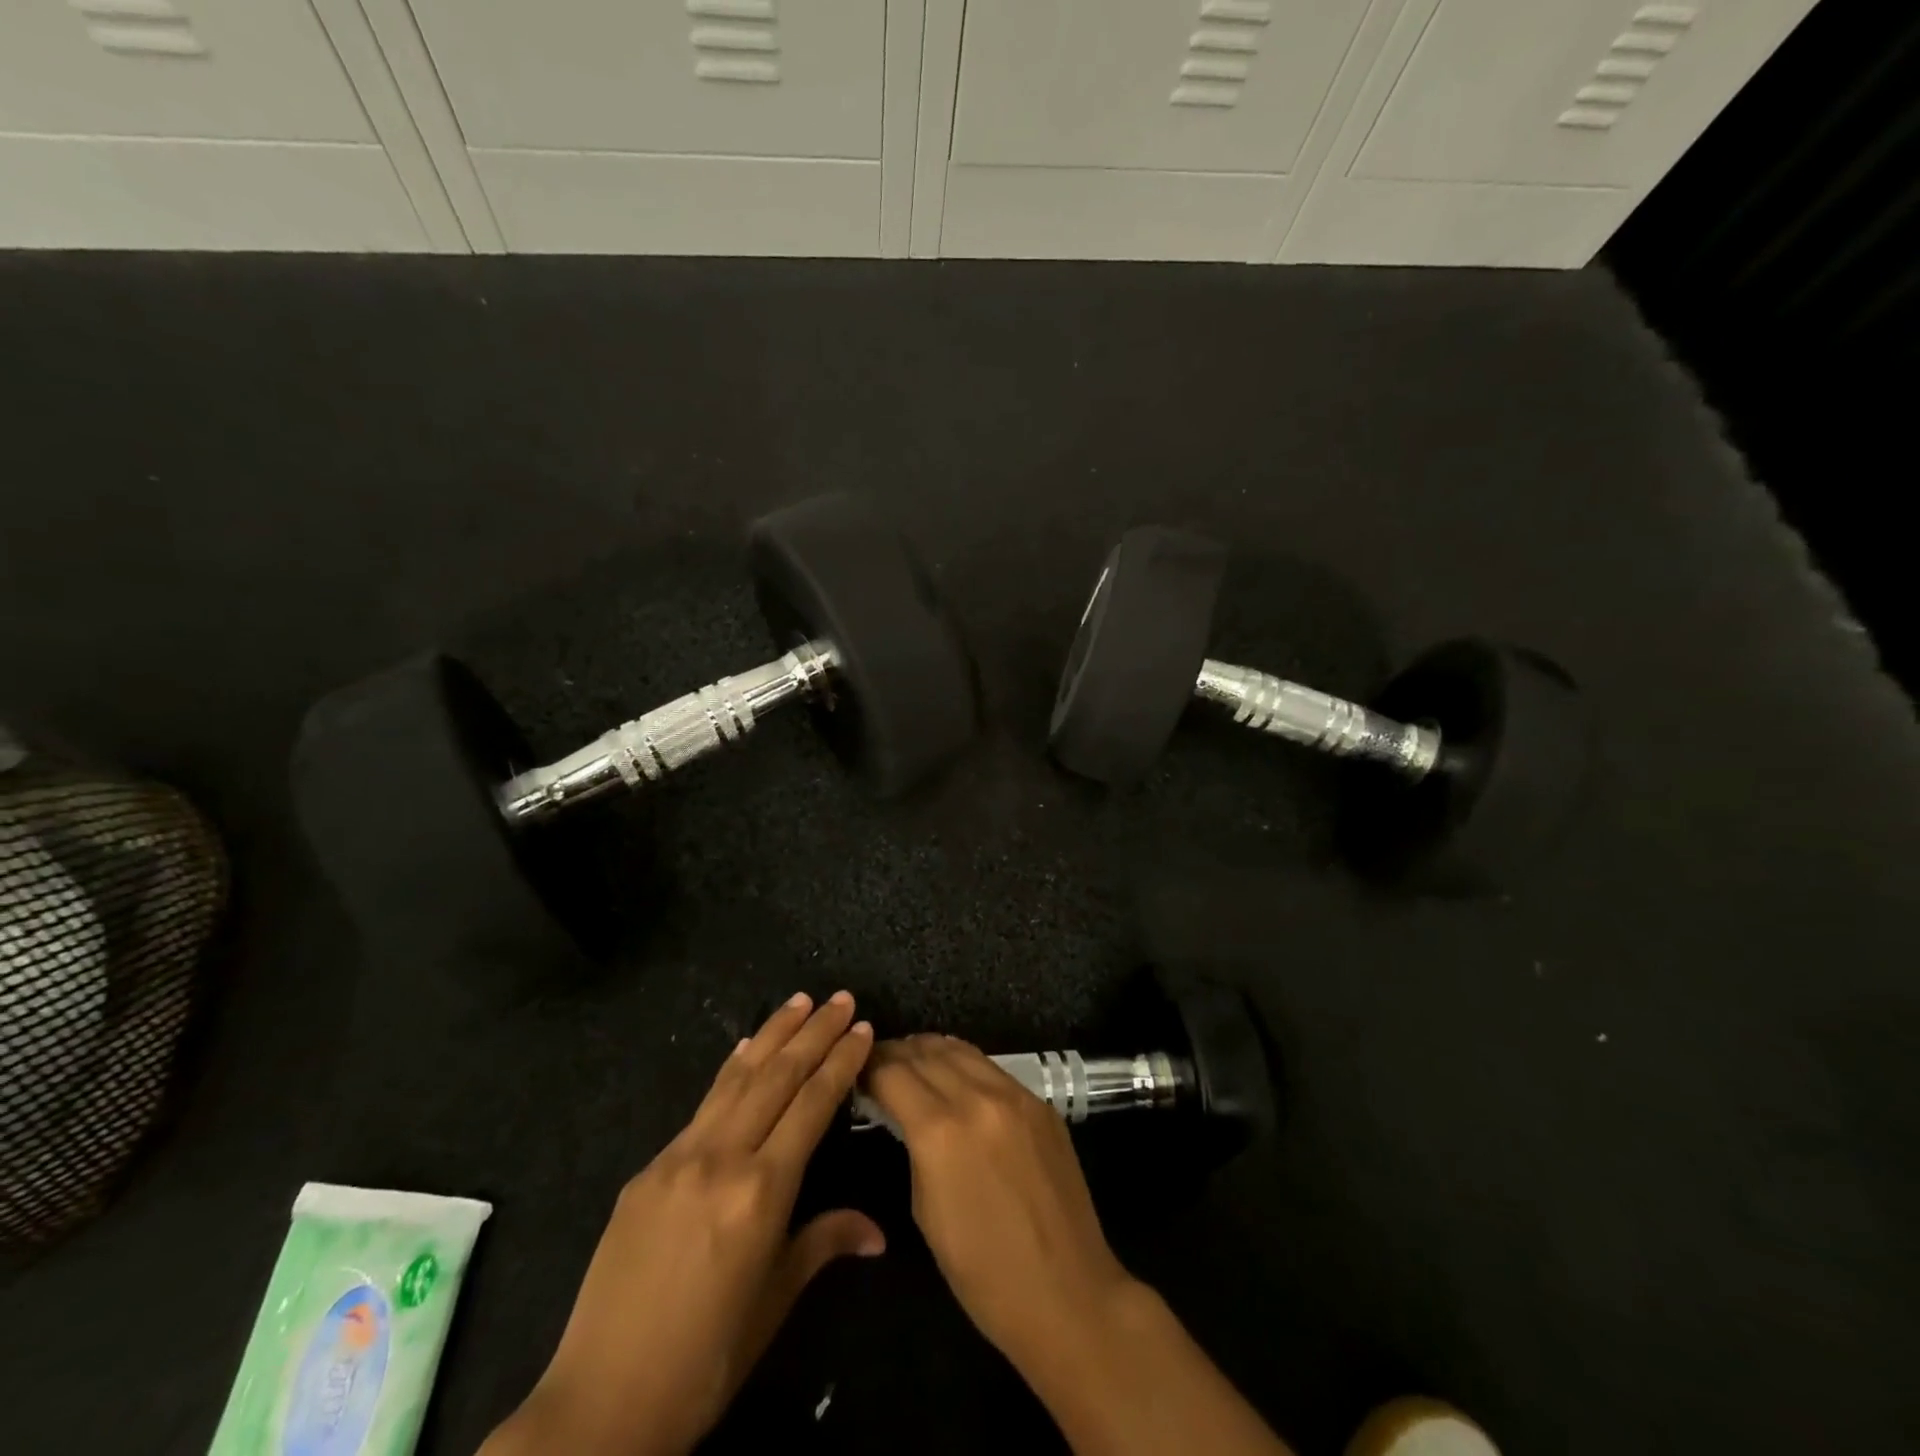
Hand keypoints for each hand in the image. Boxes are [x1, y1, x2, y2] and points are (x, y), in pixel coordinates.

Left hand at [481, 992, 880, 1455]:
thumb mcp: (774, 1302)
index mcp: (761, 1191)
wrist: (599, 1405)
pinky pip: (703, 1105)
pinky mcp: (649, 1168)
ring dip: (773, 1034)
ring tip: (800, 1001)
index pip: (813, 1105)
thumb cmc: (705, 1361)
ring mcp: (679, 1157)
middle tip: (841, 998)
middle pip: (778, 1077)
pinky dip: (732, 1070)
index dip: (841, 1062)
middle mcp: (721, 1157)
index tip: (863, 1027)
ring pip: (738, 1078)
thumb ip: (824, 1243)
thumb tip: (877, 1232)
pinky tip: (745, 1049)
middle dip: (814, 1033)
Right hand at [862, 1035, 1292, 1455]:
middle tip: (878, 1061)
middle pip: (926, 1052)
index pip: (893, 1073)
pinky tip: (955, 1076)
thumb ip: (913, 1147)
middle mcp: (977, 1097)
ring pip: (961, 1049)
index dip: (869, 1067)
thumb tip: (902, 1112)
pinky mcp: (1040, 1102)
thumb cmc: (984, 1273)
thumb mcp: (926, 1211)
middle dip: (897, 1052)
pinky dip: (964, 1063)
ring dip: (930, 1049)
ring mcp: (1015, 1095)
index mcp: (940, 1131)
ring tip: (912, 1058)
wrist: (1069, 1293)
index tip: (856, 1071)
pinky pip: (992, 1068)